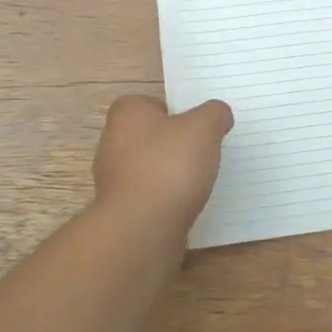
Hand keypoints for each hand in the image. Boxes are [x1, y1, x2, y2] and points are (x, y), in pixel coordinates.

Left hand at [91, 94, 233, 228]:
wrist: (142, 228)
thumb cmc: (169, 166)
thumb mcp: (204, 127)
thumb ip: (215, 114)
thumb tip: (218, 114)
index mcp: (126, 114)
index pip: (151, 103)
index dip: (176, 112)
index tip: (197, 127)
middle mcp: (112, 142)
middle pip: (150, 136)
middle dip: (174, 144)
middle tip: (203, 152)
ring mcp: (113, 179)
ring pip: (150, 168)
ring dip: (171, 174)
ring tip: (199, 182)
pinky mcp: (121, 210)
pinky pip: (149, 196)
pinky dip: (167, 199)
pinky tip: (186, 205)